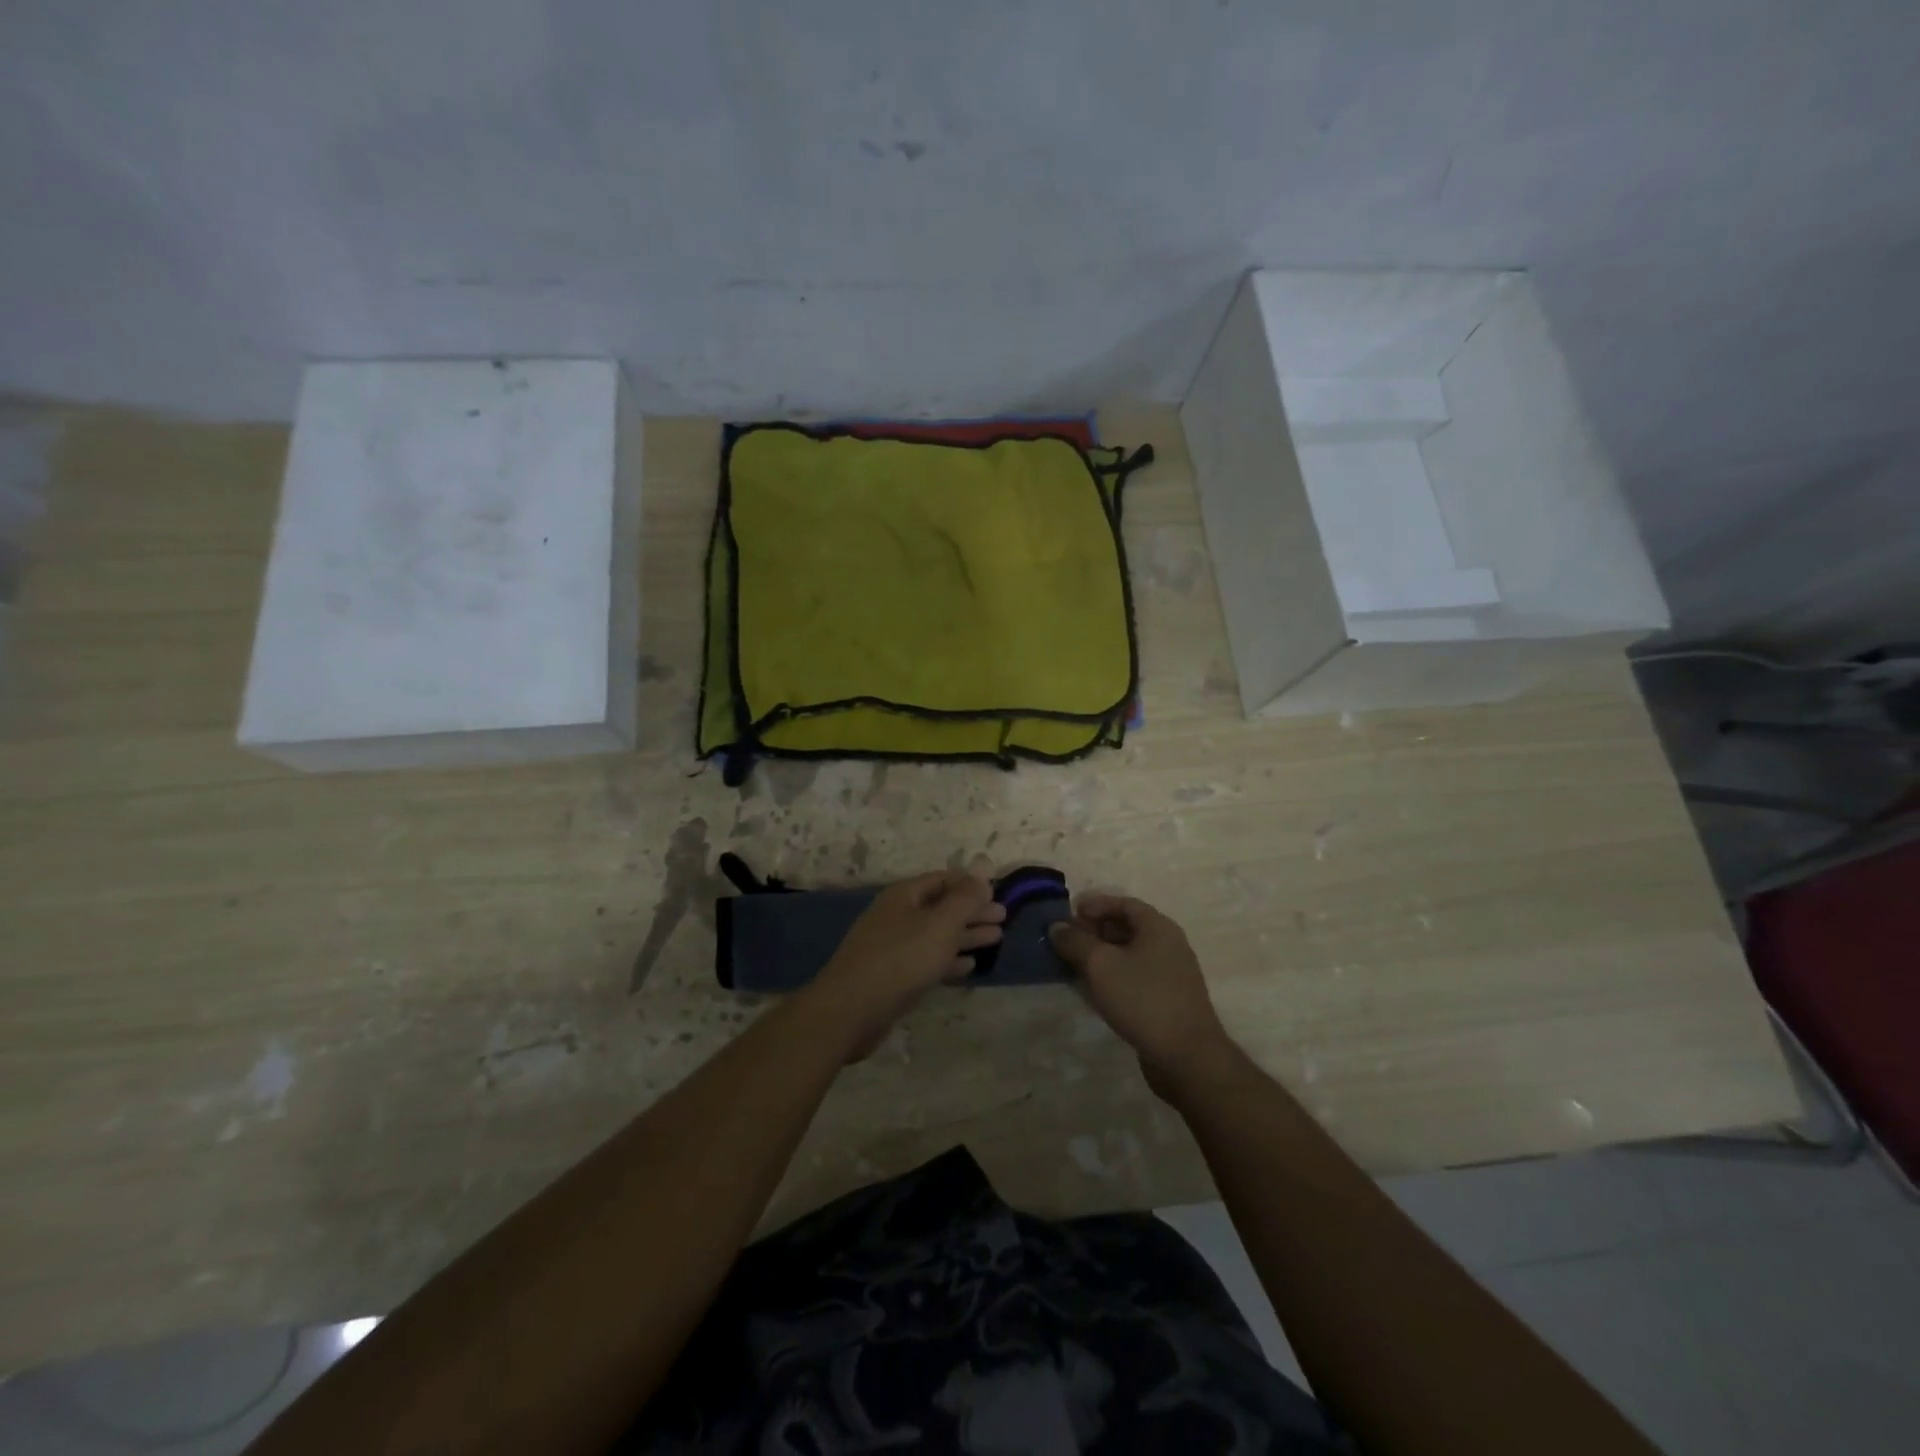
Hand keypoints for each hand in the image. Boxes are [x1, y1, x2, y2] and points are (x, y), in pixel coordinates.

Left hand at [805, 870, 1005, 1059]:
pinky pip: (926, 961)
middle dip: (972, 910)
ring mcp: (892, 946)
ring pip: (936, 935)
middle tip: (1003, 918)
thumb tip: (984, 867)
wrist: (850, 1010)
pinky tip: (968, 966)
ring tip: (996, 938)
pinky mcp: (892, 976)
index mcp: (904, 896)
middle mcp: (896, 915)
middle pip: (941, 907)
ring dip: (965, 935)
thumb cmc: (900, 960)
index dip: (971, 884)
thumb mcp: (939, 925)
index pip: (943, 879)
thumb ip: (964, 898)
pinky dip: (948, 960)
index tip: (998, 892)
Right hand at [1048, 894, 1234, 1095]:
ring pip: (1130, 954)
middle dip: (1095, 930)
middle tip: (1067, 940)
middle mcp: (1168, 945)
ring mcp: (1171, 974)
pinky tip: (1094, 990)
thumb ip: (1075, 941)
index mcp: (1158, 927)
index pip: (1124, 903)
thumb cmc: (1143, 999)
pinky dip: (1113, 976)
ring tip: (1074, 964)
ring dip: (1101, 956)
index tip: (1070, 913)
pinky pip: (1135, 977)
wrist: (1187, 1056)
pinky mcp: (1168, 1000)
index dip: (1096, 904)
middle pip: (1127, 927)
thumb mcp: (1101, 965)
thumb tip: (1057, 926)